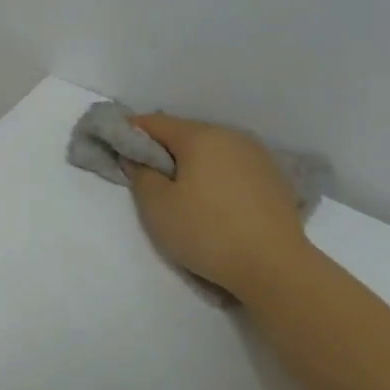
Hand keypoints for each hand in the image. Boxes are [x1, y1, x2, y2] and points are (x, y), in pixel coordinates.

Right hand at [128, 115, 313, 301]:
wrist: (275, 267)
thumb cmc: (206, 231)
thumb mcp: (157, 206)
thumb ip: (140, 174)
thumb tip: (137, 157)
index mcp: (201, 136)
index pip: (154, 122)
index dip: (129, 132)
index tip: (114, 147)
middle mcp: (231, 136)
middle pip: (185, 134)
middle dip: (161, 149)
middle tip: (144, 174)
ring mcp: (258, 156)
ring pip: (211, 150)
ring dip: (190, 163)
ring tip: (179, 190)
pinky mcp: (274, 179)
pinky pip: (232, 167)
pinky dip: (215, 175)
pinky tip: (211, 200)